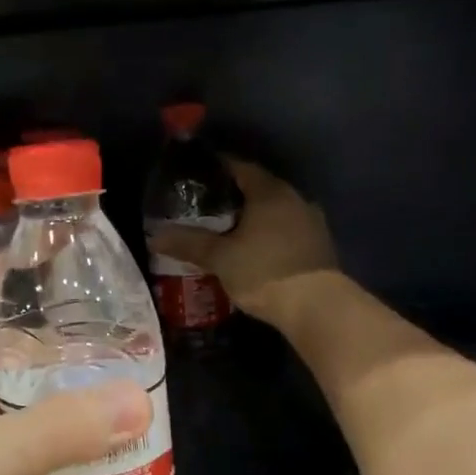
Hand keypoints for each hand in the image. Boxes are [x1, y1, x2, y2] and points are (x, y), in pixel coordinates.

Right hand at [147, 159, 337, 321]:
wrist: (318, 307)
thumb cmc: (264, 272)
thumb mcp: (220, 258)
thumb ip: (189, 244)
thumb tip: (155, 235)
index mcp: (270, 192)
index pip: (241, 168)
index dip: (220, 167)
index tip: (200, 172)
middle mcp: (295, 199)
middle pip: (261, 188)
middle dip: (237, 193)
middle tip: (210, 204)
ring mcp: (312, 222)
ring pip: (277, 210)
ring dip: (256, 216)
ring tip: (231, 228)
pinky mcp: (320, 246)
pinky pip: (289, 229)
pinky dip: (271, 233)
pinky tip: (257, 248)